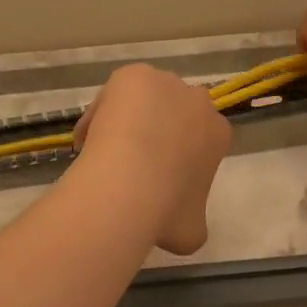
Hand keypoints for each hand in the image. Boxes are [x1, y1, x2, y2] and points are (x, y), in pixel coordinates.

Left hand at [72, 64, 231, 254]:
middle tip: (130, 161)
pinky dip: (102, 113)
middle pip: (175, 112)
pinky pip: (116, 92)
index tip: (156, 175)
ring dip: (130, 119)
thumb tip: (184, 224)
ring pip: (144, 100)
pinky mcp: (134, 74)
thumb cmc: (165, 210)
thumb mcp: (191, 232)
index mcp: (218, 134)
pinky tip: (89, 141)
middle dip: (157, 131)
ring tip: (104, 152)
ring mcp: (166, 83)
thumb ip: (193, 219)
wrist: (129, 184)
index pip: (200, 137)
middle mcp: (198, 101)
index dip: (177, 155)